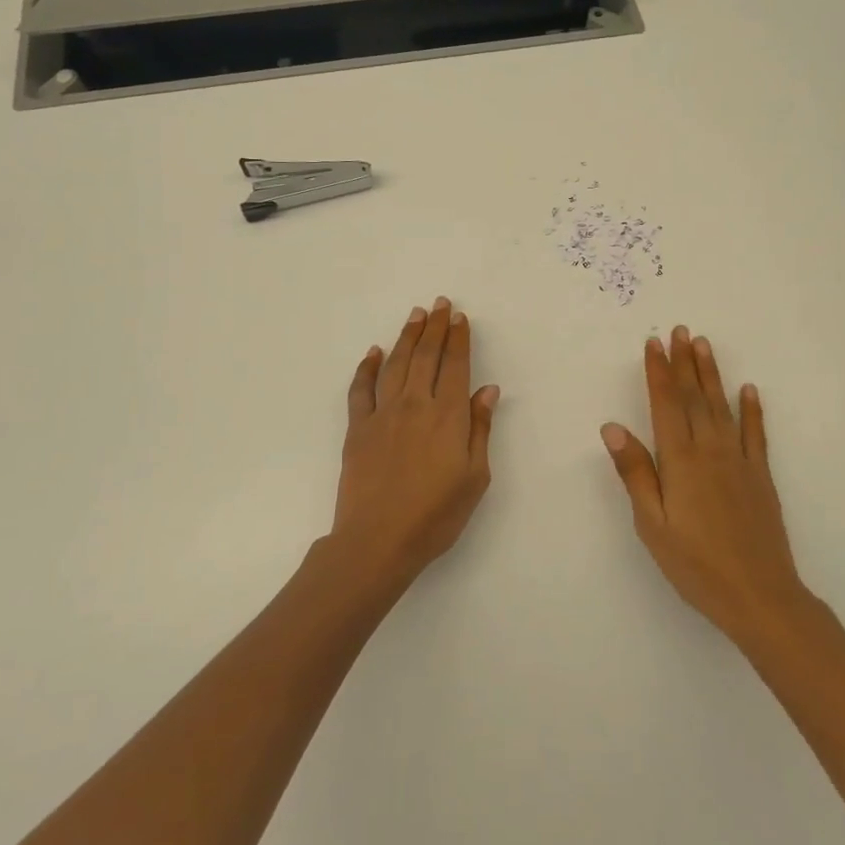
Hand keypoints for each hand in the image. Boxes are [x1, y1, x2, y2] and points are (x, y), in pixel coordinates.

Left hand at [330, 297, 499, 587]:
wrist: (378, 540)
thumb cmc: (436, 515)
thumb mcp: (474, 477)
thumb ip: (480, 430)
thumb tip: (487, 390)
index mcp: (448, 416)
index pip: (456, 366)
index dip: (459, 339)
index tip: (460, 318)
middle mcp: (415, 405)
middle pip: (426, 357)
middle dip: (435, 328)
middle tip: (440, 304)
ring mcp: (383, 414)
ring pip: (396, 364)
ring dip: (407, 337)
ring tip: (416, 316)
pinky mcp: (357, 429)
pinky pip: (361, 389)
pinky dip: (367, 368)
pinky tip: (373, 352)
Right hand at [602, 326, 810, 642]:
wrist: (758, 594)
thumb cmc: (695, 564)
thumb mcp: (652, 524)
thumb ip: (635, 472)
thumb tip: (613, 427)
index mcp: (680, 461)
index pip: (666, 405)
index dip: (658, 372)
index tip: (654, 343)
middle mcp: (710, 450)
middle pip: (695, 397)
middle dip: (684, 362)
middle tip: (681, 330)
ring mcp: (739, 461)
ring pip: (722, 407)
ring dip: (712, 374)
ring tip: (704, 345)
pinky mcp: (760, 476)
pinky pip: (755, 434)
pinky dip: (751, 410)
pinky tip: (749, 390)